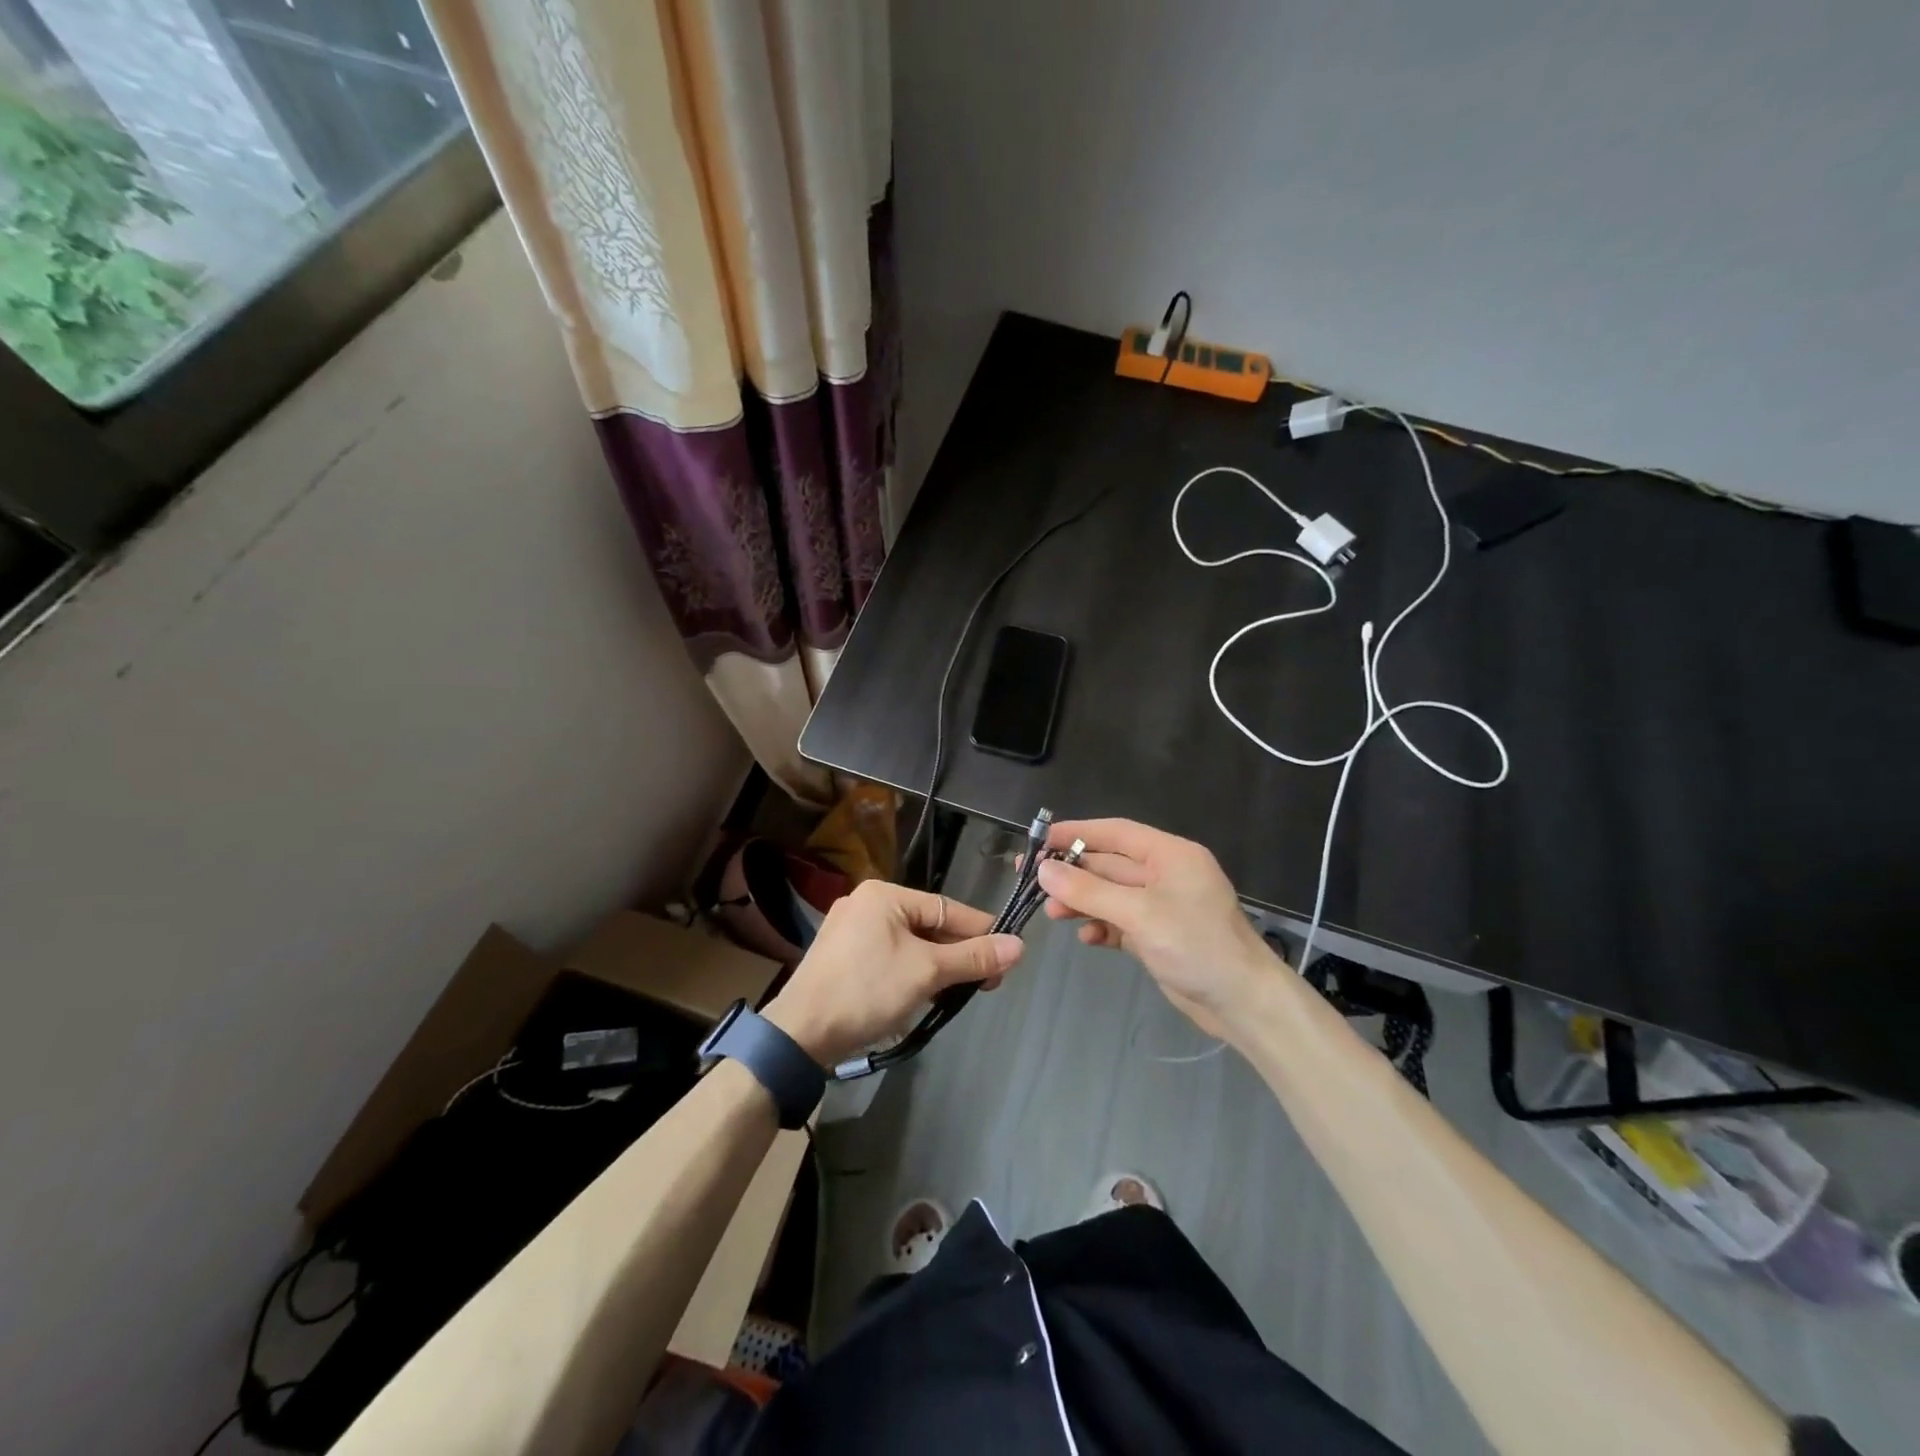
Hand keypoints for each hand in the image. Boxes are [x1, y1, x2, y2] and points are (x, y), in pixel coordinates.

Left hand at [763, 880, 1024, 1065]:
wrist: (801, 1032)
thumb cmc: (868, 990)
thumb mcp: (928, 972)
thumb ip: (973, 957)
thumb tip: (1019, 946)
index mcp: (884, 894)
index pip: (947, 908)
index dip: (981, 931)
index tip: (1009, 954)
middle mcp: (865, 903)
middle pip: (928, 926)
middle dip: (958, 954)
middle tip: (988, 982)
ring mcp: (849, 930)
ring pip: (910, 943)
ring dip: (938, 967)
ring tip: (962, 991)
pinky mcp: (841, 957)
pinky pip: (889, 956)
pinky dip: (912, 972)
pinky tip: (927, 993)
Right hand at [1036, 819, 1281, 1039]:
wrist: (1242, 1003)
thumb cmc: (1196, 945)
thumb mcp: (1139, 914)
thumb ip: (1089, 891)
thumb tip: (1044, 870)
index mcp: (1170, 855)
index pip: (1115, 833)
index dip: (1076, 833)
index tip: (1039, 841)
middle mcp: (1165, 874)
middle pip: (1109, 865)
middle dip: (1072, 873)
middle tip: (1030, 880)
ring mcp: (1161, 906)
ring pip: (1110, 895)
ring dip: (1081, 902)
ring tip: (1052, 914)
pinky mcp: (1158, 935)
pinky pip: (1120, 922)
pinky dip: (1101, 927)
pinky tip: (1086, 938)